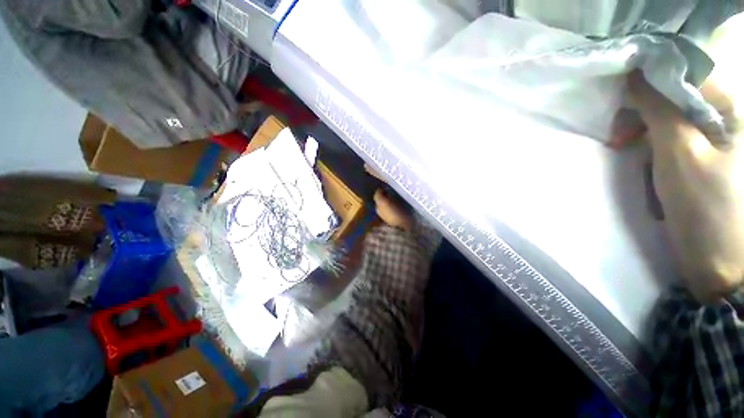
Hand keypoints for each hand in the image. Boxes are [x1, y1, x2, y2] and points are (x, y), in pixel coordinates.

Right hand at [629, 72, 743, 302]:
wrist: (718, 260)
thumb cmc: (706, 207)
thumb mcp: (679, 153)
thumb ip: (660, 109)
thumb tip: (636, 75)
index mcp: (729, 109)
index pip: (686, 70)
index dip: (652, 76)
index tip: (622, 95)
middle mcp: (724, 117)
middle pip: (676, 94)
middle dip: (643, 110)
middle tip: (620, 135)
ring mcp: (713, 138)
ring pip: (669, 116)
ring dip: (644, 131)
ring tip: (625, 149)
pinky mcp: (701, 156)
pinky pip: (670, 137)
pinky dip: (651, 146)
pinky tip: (644, 162)